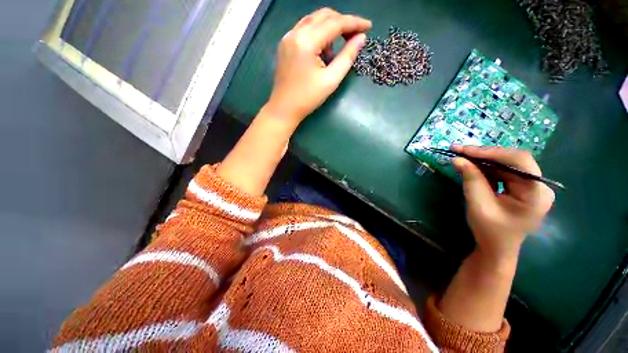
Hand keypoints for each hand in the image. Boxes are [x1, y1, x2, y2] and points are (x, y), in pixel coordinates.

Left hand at [265, 8, 370, 126]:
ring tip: (338, 47)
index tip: (369, 26)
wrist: (284, 108)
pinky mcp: (285, 44)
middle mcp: (295, 32)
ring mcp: (288, 37)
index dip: (354, 22)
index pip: (335, 23)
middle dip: (343, 22)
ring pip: (314, 20)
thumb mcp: (331, 80)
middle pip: (324, 15)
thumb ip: (347, 57)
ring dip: (330, 27)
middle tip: (355, 35)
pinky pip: (305, 29)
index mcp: (306, 41)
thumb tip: (361, 38)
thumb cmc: (307, 98)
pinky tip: (323, 50)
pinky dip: (318, 34)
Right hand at [452, 146, 554, 262]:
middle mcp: (539, 186)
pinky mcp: (522, 188)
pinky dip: (486, 168)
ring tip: (462, 158)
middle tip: (459, 151)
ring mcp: (531, 186)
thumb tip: (457, 159)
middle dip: (484, 155)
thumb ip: (471, 180)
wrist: (497, 248)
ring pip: (506, 164)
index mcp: (537, 193)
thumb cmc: (490, 231)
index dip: (491, 152)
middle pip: (513, 160)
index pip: (519, 161)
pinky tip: (472, 168)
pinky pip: (503, 172)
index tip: (465, 150)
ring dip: (483, 161)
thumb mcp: (478, 205)